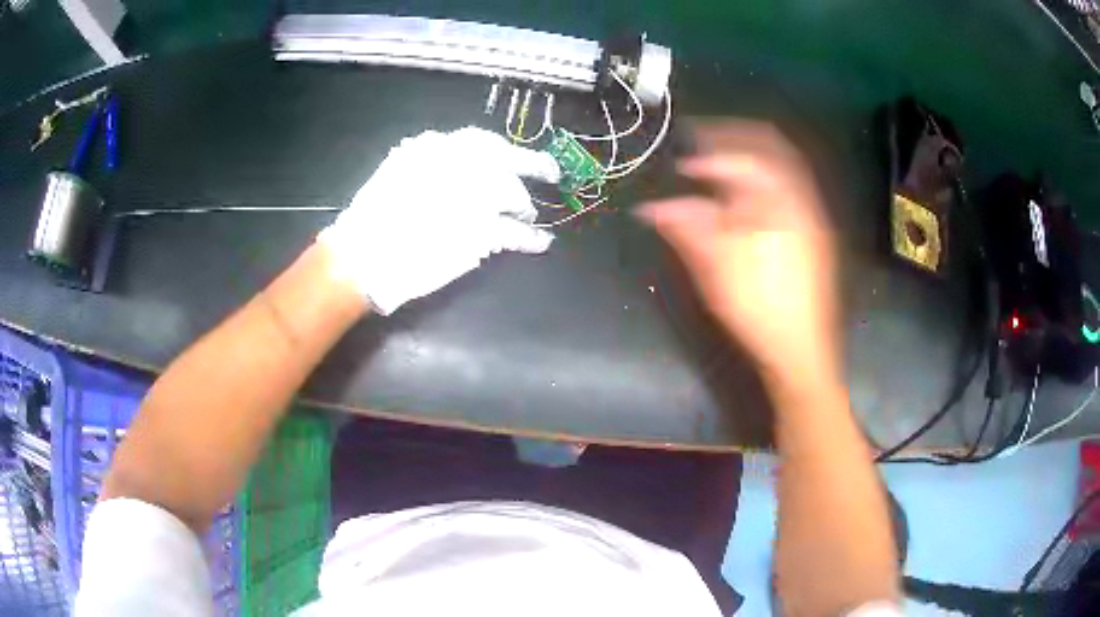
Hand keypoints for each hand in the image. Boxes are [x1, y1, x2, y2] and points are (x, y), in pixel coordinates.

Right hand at [320, 127, 561, 313]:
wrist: (366, 254)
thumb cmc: (372, 217)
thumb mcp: (397, 172)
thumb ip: (426, 160)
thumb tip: (448, 157)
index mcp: (438, 147)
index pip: (482, 141)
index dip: (505, 149)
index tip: (517, 154)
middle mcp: (463, 164)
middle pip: (509, 161)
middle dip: (534, 166)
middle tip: (549, 172)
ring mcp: (477, 195)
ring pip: (516, 197)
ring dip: (525, 209)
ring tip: (529, 216)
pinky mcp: (484, 230)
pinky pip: (517, 233)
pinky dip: (532, 239)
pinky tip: (541, 241)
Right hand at [637, 121, 840, 385]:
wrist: (801, 348)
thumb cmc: (758, 306)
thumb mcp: (716, 267)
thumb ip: (687, 226)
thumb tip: (652, 206)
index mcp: (778, 203)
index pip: (742, 158)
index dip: (708, 154)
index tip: (682, 163)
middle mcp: (799, 198)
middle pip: (770, 147)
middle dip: (734, 137)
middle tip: (703, 138)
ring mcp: (811, 215)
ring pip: (783, 164)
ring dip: (751, 154)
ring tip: (721, 159)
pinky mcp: (814, 232)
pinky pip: (790, 185)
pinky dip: (765, 176)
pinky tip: (748, 192)